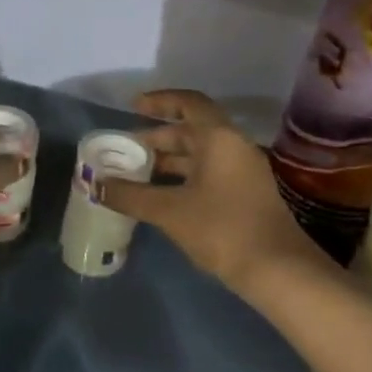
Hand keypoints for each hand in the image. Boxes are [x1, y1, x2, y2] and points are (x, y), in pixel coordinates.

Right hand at [97, 90, 327, 293]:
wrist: (277, 270)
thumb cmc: (222, 229)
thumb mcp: (169, 211)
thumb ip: (130, 195)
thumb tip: (94, 184)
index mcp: (219, 138)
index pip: (188, 103)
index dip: (159, 101)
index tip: (133, 107)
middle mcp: (234, 147)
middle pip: (192, 130)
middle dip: (157, 137)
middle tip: (125, 150)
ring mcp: (242, 172)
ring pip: (200, 155)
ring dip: (169, 160)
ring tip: (136, 173)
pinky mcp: (244, 195)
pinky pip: (208, 173)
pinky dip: (182, 177)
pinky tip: (161, 196)